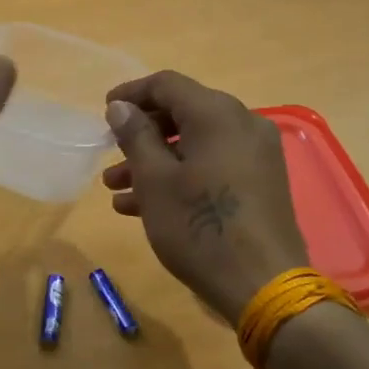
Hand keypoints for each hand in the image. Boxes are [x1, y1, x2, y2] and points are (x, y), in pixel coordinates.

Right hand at [102, 71, 307, 321]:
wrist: (263, 284)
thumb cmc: (200, 227)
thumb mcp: (155, 180)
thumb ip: (136, 136)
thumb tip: (121, 107)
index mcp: (217, 113)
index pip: (166, 84)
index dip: (131, 94)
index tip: (105, 113)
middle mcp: (243, 123)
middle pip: (183, 113)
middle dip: (141, 134)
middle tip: (110, 153)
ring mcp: (256, 154)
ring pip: (196, 144)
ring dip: (155, 160)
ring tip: (116, 189)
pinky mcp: (261, 182)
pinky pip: (213, 165)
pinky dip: (181, 176)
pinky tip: (144, 206)